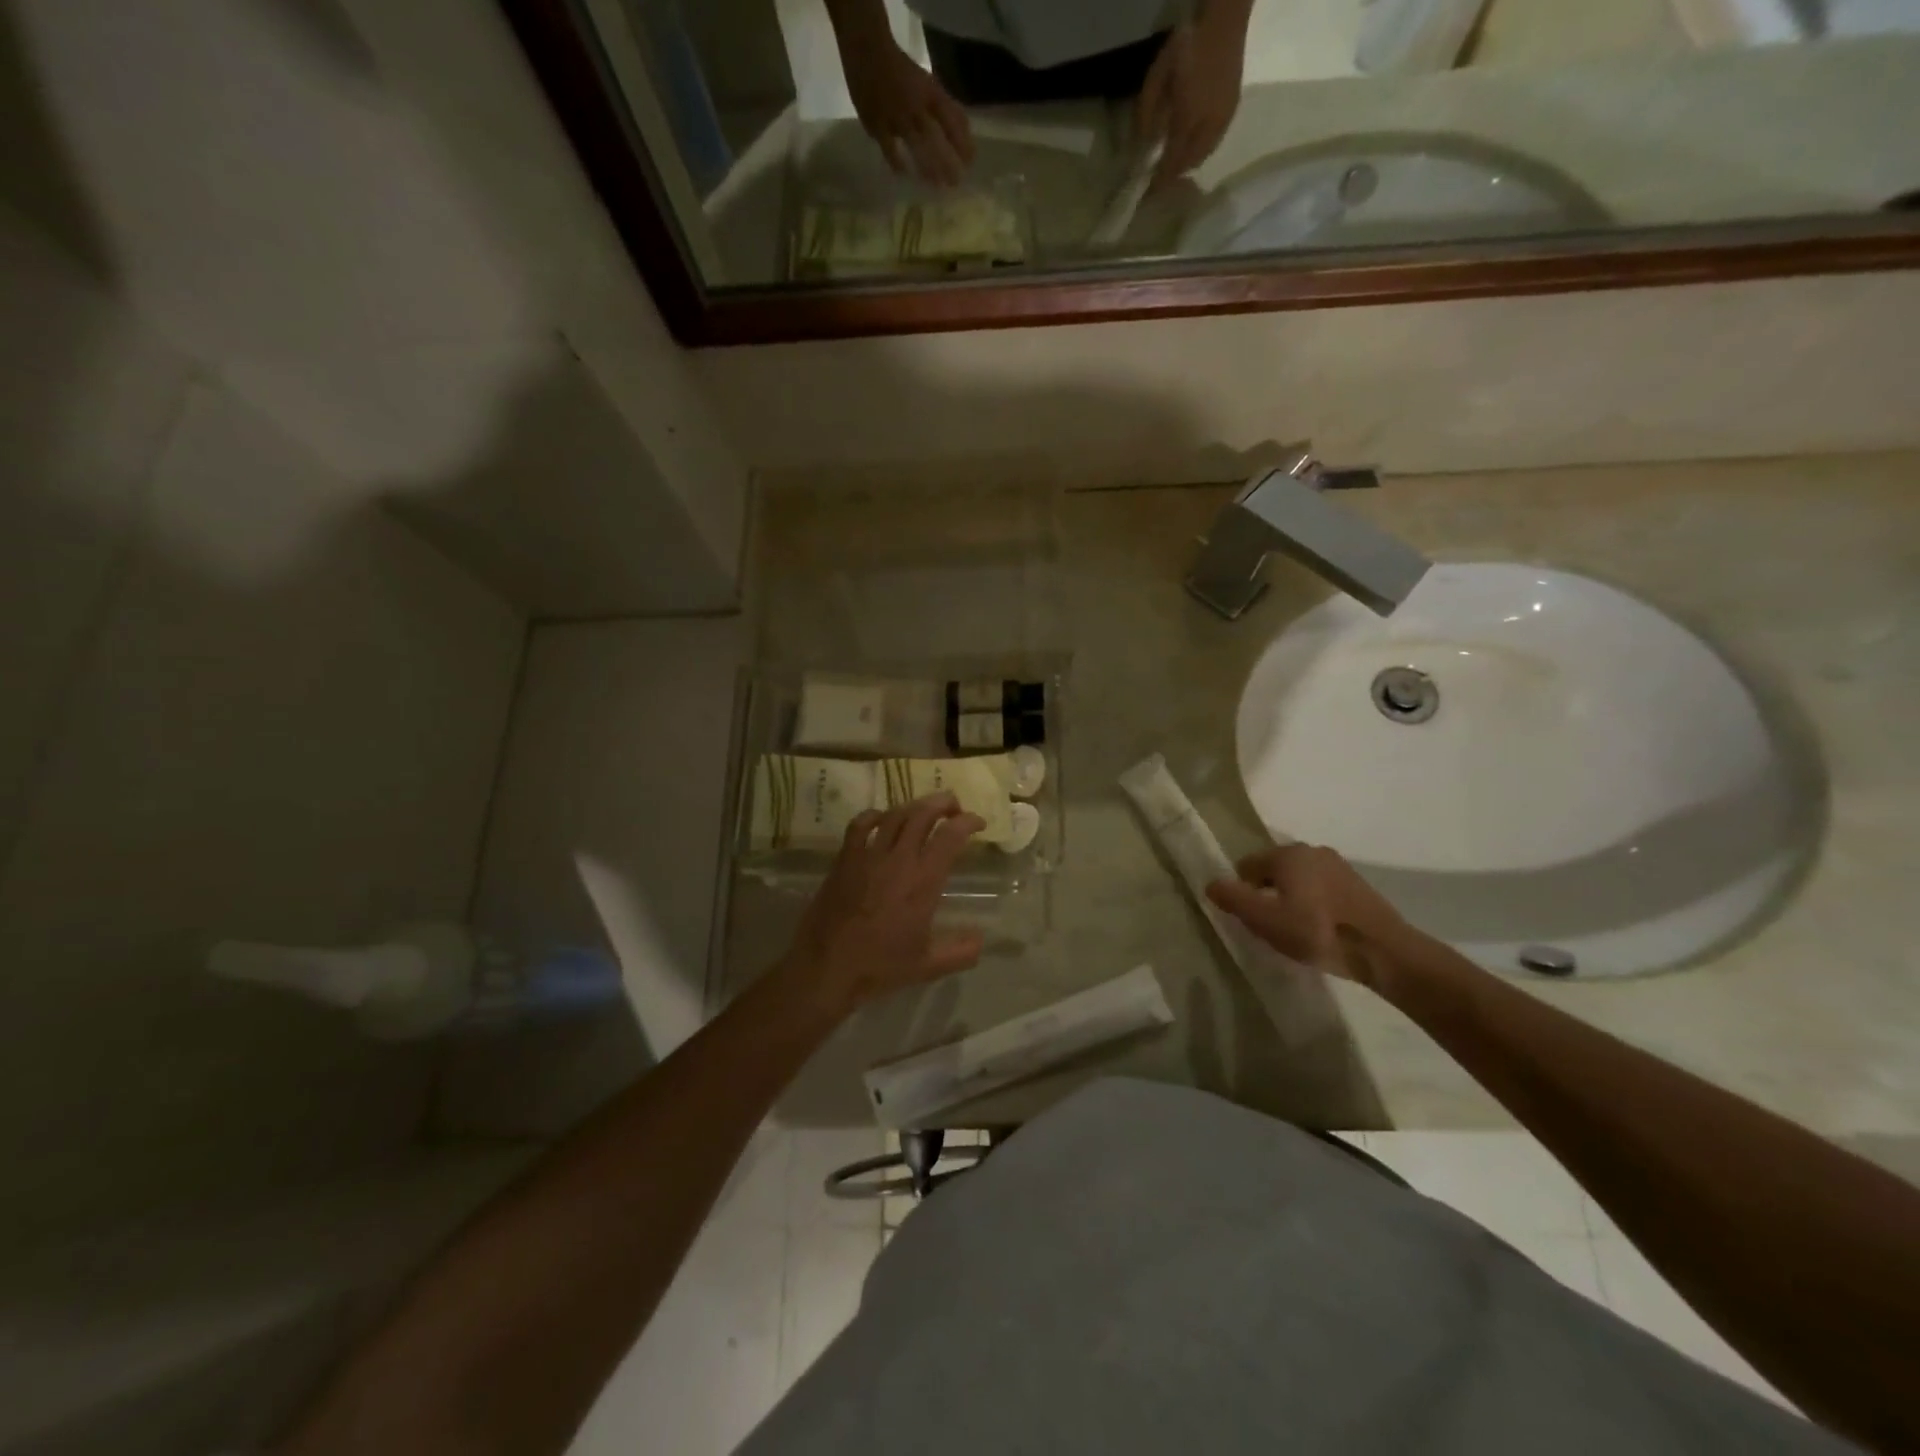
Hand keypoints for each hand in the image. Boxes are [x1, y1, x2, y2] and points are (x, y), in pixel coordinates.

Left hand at [782, 794, 986, 1013]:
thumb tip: (980, 938)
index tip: (978, 823)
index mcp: (923, 881)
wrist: (827, 966)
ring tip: (924, 809)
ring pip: (895, 815)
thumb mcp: (928, 965)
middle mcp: (898, 860)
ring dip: (914, 806)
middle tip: (954, 807)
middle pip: (923, 814)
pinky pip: (860, 825)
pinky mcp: (845, 859)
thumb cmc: (879, 966)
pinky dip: (875, 815)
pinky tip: (882, 819)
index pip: (950, 836)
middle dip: (943, 803)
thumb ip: (960, 951)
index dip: (968, 822)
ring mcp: (868, 856)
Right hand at [841, 38, 973, 186]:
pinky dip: (898, 163)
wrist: (867, 52)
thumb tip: (965, 131)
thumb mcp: (927, 84)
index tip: (970, 162)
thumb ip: (944, 106)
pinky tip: (904, 174)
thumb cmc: (901, 71)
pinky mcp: (877, 124)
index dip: (962, 142)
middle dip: (947, 162)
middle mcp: (915, 106)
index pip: (951, 120)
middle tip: (956, 183)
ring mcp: (896, 116)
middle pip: (936, 138)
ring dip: (927, 167)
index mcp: (930, 93)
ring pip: (916, 146)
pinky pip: (889, 149)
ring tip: (936, 185)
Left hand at [1136, 12, 1245, 190]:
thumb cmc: (1185, 48)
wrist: (1222, 20)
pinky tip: (1190, 147)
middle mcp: (1207, 127)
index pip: (1170, 163)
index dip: (1158, 181)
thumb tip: (1140, 146)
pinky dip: (1199, 152)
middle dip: (1173, 175)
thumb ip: (1146, 115)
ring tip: (1173, 165)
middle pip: (1187, 164)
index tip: (1147, 194)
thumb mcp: (1157, 79)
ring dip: (1187, 165)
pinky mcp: (1230, 112)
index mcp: (1186, 120)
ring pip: (1201, 156)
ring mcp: (1222, 120)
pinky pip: (1212, 144)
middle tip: (1159, 180)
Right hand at [1206, 844, 1408, 986]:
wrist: (1383, 951)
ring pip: (1299, 879)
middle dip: (1267, 893)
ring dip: (1291, 898)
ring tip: (1296, 929)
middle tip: (1271, 925)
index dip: (1242, 891)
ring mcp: (1338, 865)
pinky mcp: (1358, 884)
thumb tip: (1210, 883)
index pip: (1247, 865)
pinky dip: (1314, 903)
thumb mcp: (1265, 920)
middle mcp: (1311, 850)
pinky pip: (1322, 888)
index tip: (1250, 918)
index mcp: (1286, 854)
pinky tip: (1320, 928)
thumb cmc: (1316, 931)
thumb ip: (1233, 899)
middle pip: (1274, 870)